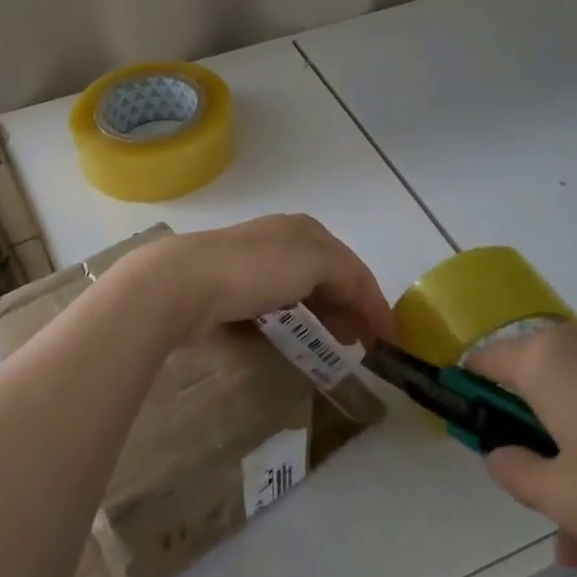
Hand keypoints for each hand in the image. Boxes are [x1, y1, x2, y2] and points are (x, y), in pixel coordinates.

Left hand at [111, 215, 396, 350]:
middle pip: (330, 277)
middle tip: (366, 345)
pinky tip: (295, 338)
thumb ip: (348, 277)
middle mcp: (282, 241)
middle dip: (352, 308)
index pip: (353, 267)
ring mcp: (254, 264)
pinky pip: (275, 306)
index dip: (375, 302)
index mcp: (306, 231)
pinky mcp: (231, 289)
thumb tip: (363, 300)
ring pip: (303, 292)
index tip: (391, 339)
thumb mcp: (315, 261)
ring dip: (325, 315)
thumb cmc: (256, 269)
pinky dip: (294, 321)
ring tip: (338, 344)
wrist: (184, 282)